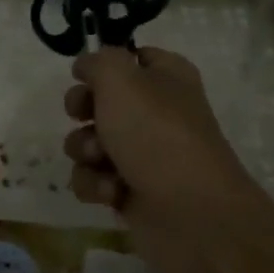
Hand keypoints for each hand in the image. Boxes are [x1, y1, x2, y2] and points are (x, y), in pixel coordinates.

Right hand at [62, 46, 268, 272]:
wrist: (192, 216)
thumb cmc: (157, 135)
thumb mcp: (121, 80)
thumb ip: (98, 61)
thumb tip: (87, 65)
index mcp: (167, 77)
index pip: (134, 56)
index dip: (105, 64)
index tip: (81, 74)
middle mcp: (157, 113)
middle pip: (102, 101)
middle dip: (83, 109)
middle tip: (82, 115)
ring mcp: (144, 155)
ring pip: (91, 142)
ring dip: (85, 150)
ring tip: (100, 161)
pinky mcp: (131, 192)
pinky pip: (95, 179)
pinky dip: (96, 184)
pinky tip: (110, 192)